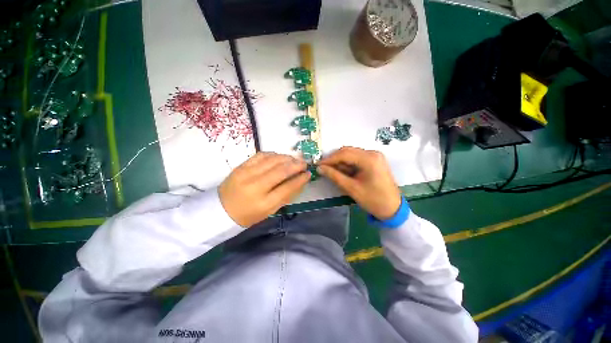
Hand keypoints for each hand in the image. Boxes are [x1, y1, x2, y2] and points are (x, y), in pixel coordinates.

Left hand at [219, 152, 310, 226]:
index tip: (308, 173)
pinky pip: (261, 155)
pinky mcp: (240, 166)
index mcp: (264, 203)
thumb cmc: (248, 215)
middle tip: (304, 163)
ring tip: (294, 159)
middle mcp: (256, 187)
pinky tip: (279, 157)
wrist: (220, 210)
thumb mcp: (270, 211)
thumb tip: (300, 181)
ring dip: (286, 158)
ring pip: (272, 160)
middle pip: (281, 171)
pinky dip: (273, 154)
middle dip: (296, 165)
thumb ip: (286, 196)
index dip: (300, 179)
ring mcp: (246, 174)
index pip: (288, 187)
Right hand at [318, 147, 401, 219]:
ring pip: (351, 155)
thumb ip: (334, 176)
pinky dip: (348, 165)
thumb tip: (320, 168)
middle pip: (348, 152)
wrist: (393, 208)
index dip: (329, 159)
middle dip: (334, 160)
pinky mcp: (374, 161)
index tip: (318, 165)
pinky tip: (343, 173)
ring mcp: (374, 156)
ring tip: (333, 173)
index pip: (344, 154)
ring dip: (341, 163)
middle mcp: (372, 153)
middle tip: (323, 169)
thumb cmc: (373, 200)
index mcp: (369, 159)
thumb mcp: (351, 188)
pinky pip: (357, 159)